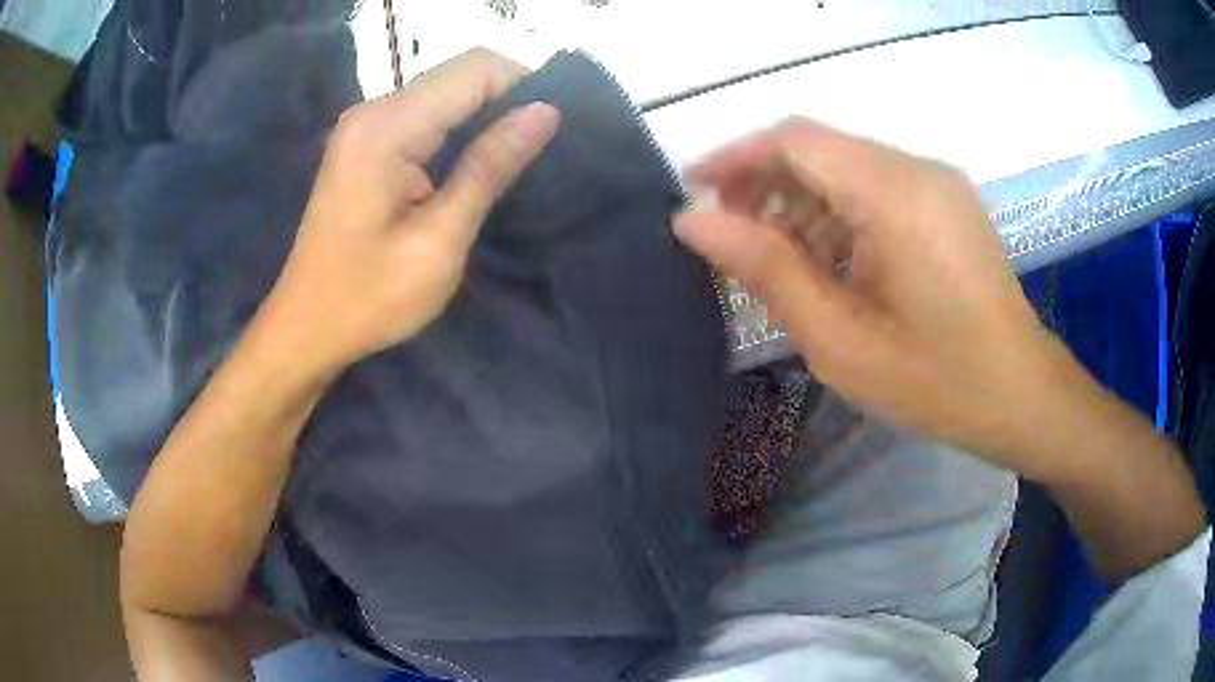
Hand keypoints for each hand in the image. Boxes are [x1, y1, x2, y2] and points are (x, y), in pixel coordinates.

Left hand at [260, 49, 559, 377]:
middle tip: (537, 151)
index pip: (475, 69)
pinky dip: (458, 127)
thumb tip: (545, 112)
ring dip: (485, 114)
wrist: (306, 327)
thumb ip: (488, 168)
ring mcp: (365, 124)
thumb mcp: (439, 241)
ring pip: (446, 91)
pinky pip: (425, 114)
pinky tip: (472, 162)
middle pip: (459, 73)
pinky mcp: (365, 142)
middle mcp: (373, 111)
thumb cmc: (368, 298)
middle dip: (507, 98)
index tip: (553, 130)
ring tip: (512, 160)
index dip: (523, 86)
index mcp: (387, 128)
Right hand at [675, 118, 1099, 478]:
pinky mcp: (948, 201)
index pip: (796, 140)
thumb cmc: (936, 381)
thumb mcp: (840, 338)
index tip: (693, 189)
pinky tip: (827, 258)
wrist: (1021, 395)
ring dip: (801, 198)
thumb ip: (767, 269)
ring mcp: (939, 182)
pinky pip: (877, 185)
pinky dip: (838, 210)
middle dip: (765, 180)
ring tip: (774, 255)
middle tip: (728, 233)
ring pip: (847, 165)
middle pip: (821, 147)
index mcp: (895, 195)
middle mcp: (919, 168)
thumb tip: (693, 220)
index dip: (736, 156)